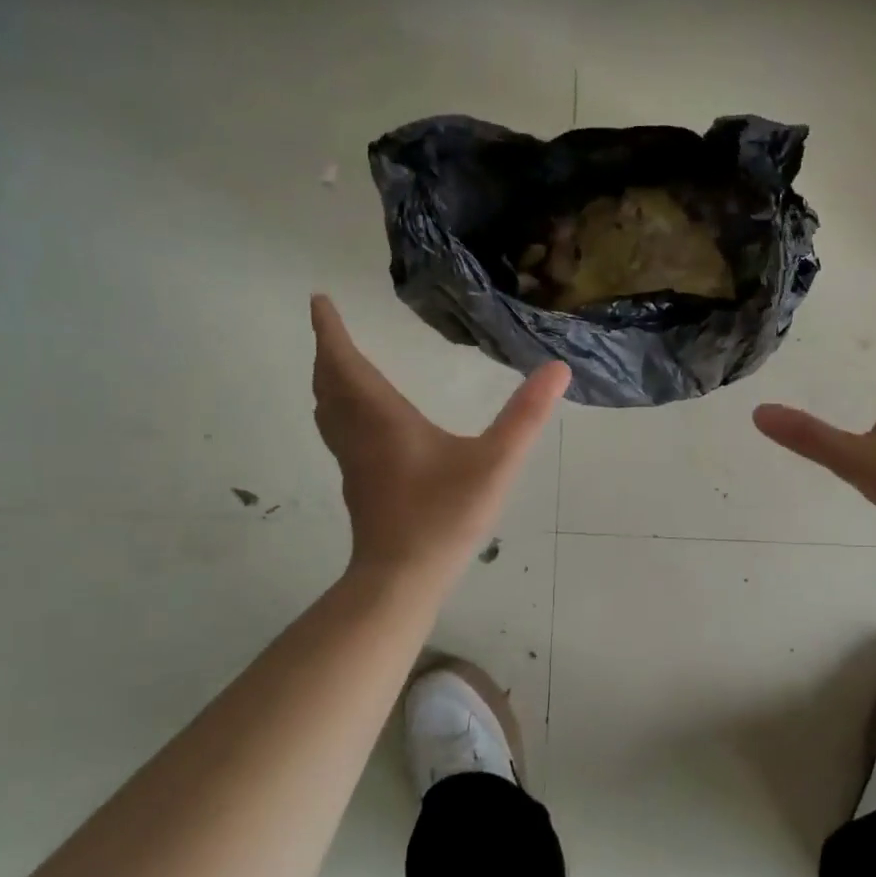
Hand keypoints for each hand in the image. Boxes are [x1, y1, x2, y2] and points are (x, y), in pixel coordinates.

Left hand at [310, 295, 568, 573]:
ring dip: (328, 382)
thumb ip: (526, 416)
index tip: (318, 300)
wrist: (402, 576)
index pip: (346, 364)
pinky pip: (338, 433)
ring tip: (337, 366)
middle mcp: (359, 435)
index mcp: (383, 419)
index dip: (330, 331)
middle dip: (328, 352)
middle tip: (328, 328)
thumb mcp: (495, 462)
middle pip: (329, 385)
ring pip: (329, 412)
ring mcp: (354, 463)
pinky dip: (338, 411)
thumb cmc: (444, 515)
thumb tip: (557, 369)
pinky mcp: (359, 485)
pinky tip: (360, 423)